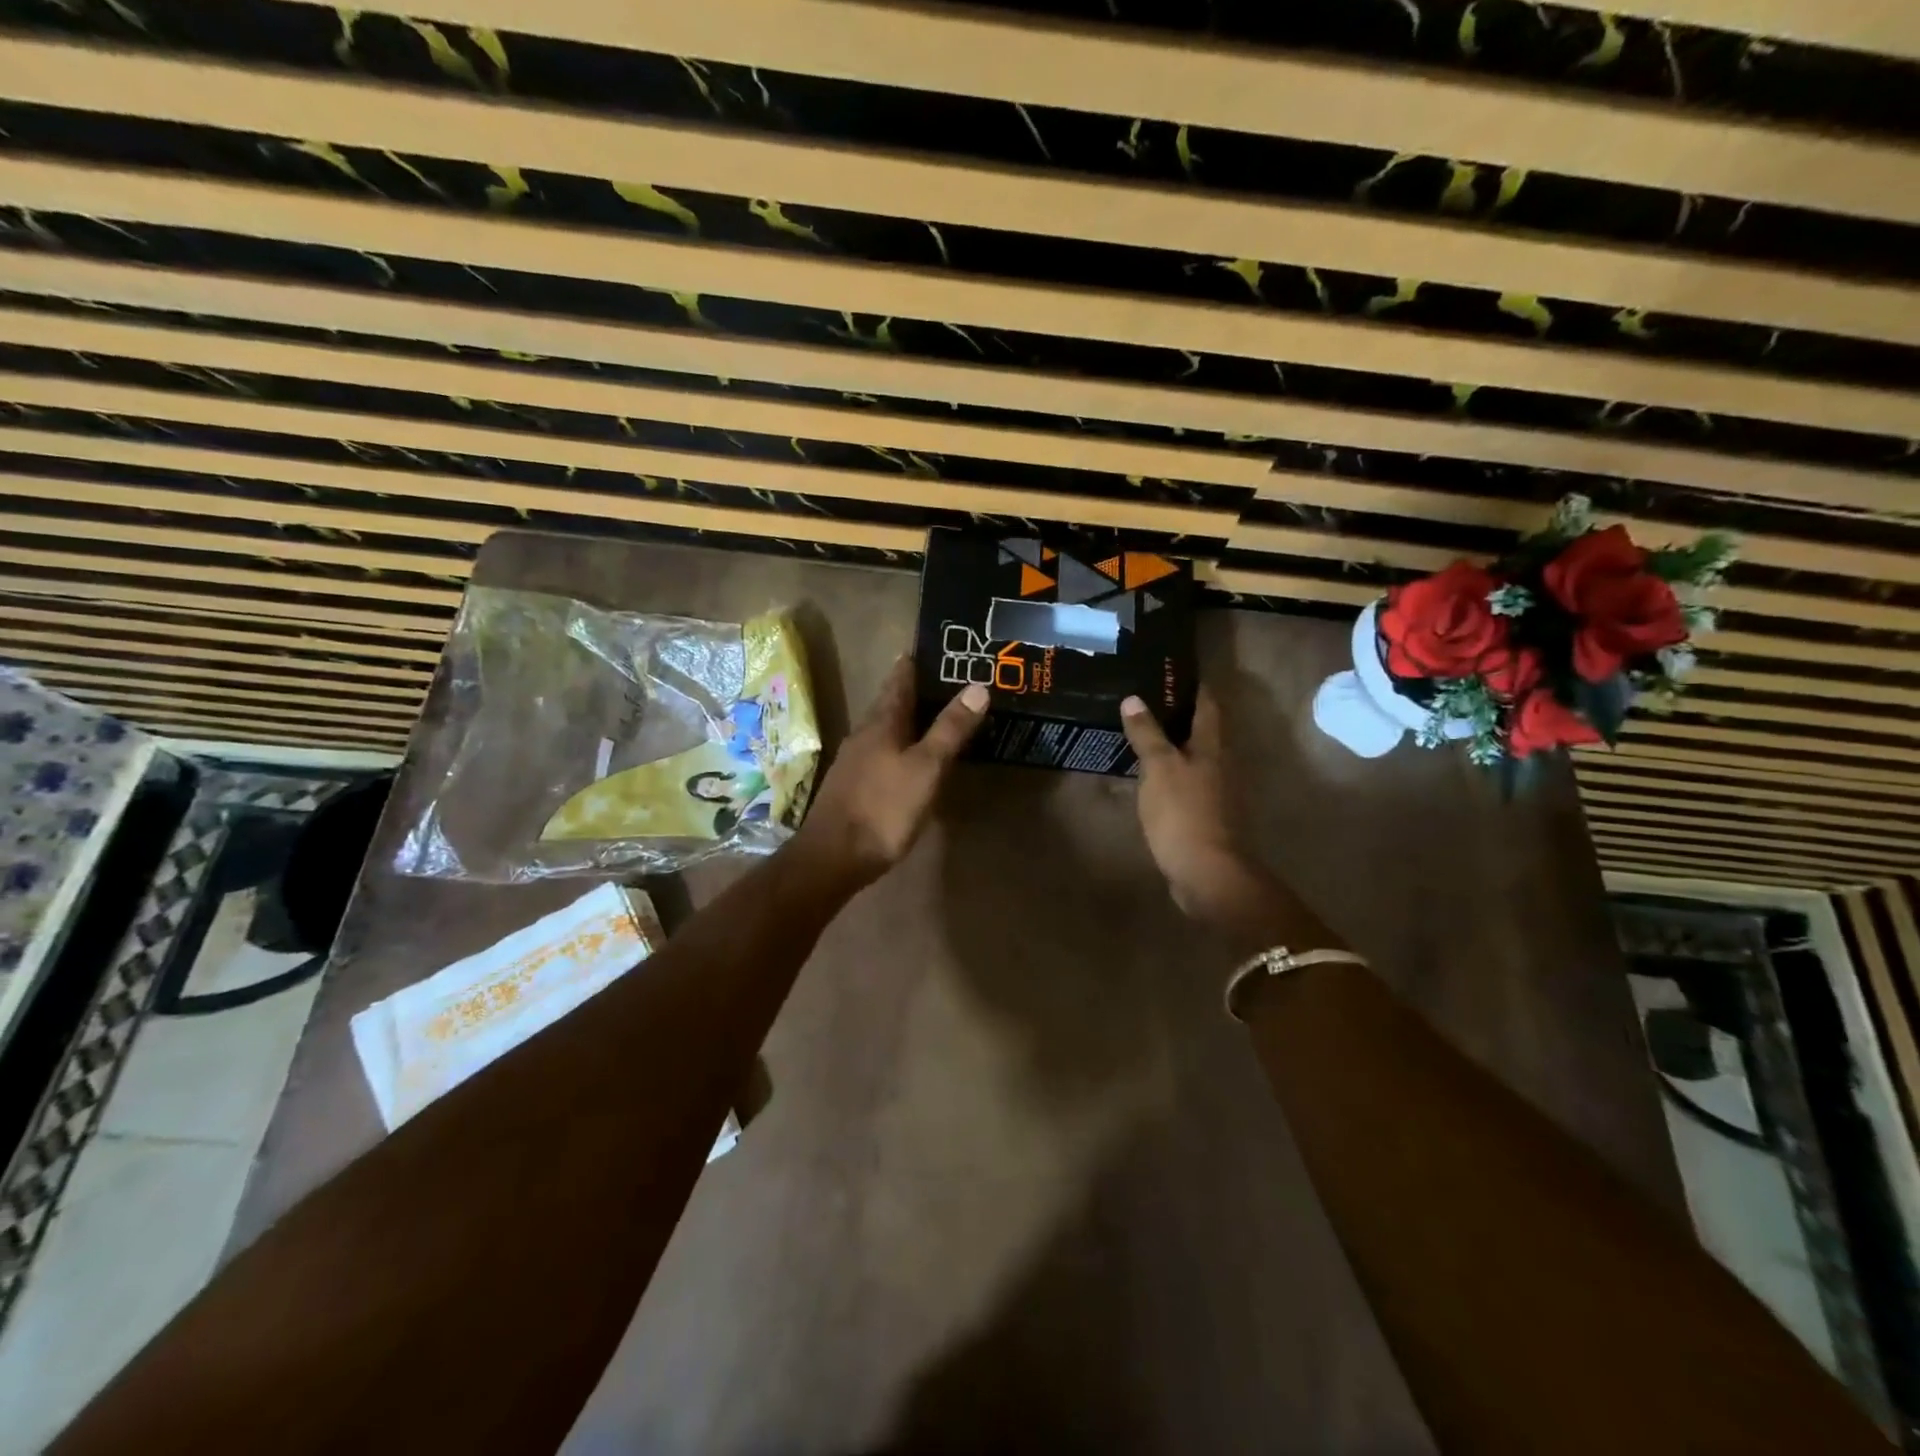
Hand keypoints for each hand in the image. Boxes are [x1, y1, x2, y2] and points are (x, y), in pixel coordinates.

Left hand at [796, 657, 986, 886]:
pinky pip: (879, 753)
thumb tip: (978, 687)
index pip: (898, 681)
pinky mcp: (852, 786)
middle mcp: (863, 734)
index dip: (913, 664)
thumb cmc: (884, 807)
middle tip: (941, 680)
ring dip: (904, 719)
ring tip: (930, 715)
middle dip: (912, 690)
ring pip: (883, 729)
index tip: (929, 648)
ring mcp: (853, 761)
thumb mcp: (926, 768)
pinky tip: (907, 757)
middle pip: (889, 703)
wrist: (833, 856)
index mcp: (881, 722)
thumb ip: (950, 729)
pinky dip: (898, 745)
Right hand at [1120, 689, 1255, 920]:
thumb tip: (1133, 698)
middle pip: (1202, 729)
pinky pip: (1186, 783)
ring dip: (1173, 744)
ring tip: (1142, 733)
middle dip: (1179, 713)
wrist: (1206, 872)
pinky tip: (1149, 775)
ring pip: (1194, 757)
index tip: (1171, 671)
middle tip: (1146, 699)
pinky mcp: (1205, 815)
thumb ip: (1147, 733)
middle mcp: (1220, 763)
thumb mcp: (1159, 767)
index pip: (1206, 704)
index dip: (1192, 686)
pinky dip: (1170, 772)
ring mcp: (1215, 791)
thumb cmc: (1183, 813)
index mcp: (1211, 746)